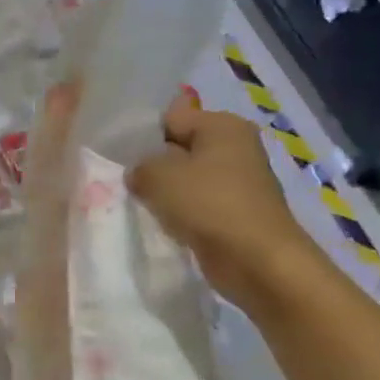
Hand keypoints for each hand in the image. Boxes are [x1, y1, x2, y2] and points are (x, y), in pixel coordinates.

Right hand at [126, 94, 314, 304]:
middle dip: (155, 165)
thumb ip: (140, 167)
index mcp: (223, 125)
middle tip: (127, 182)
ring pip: (188, 179)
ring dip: (168, 193)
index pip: (171, 118)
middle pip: (181, 148)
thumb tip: (139, 174)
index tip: (121, 158)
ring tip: (143, 204)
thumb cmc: (209, 204)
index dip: (144, 137)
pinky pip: (199, 204)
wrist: (258, 261)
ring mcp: (239, 182)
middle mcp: (236, 147)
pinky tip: (165, 224)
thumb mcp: (159, 176)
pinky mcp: (237, 213)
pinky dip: (183, 213)